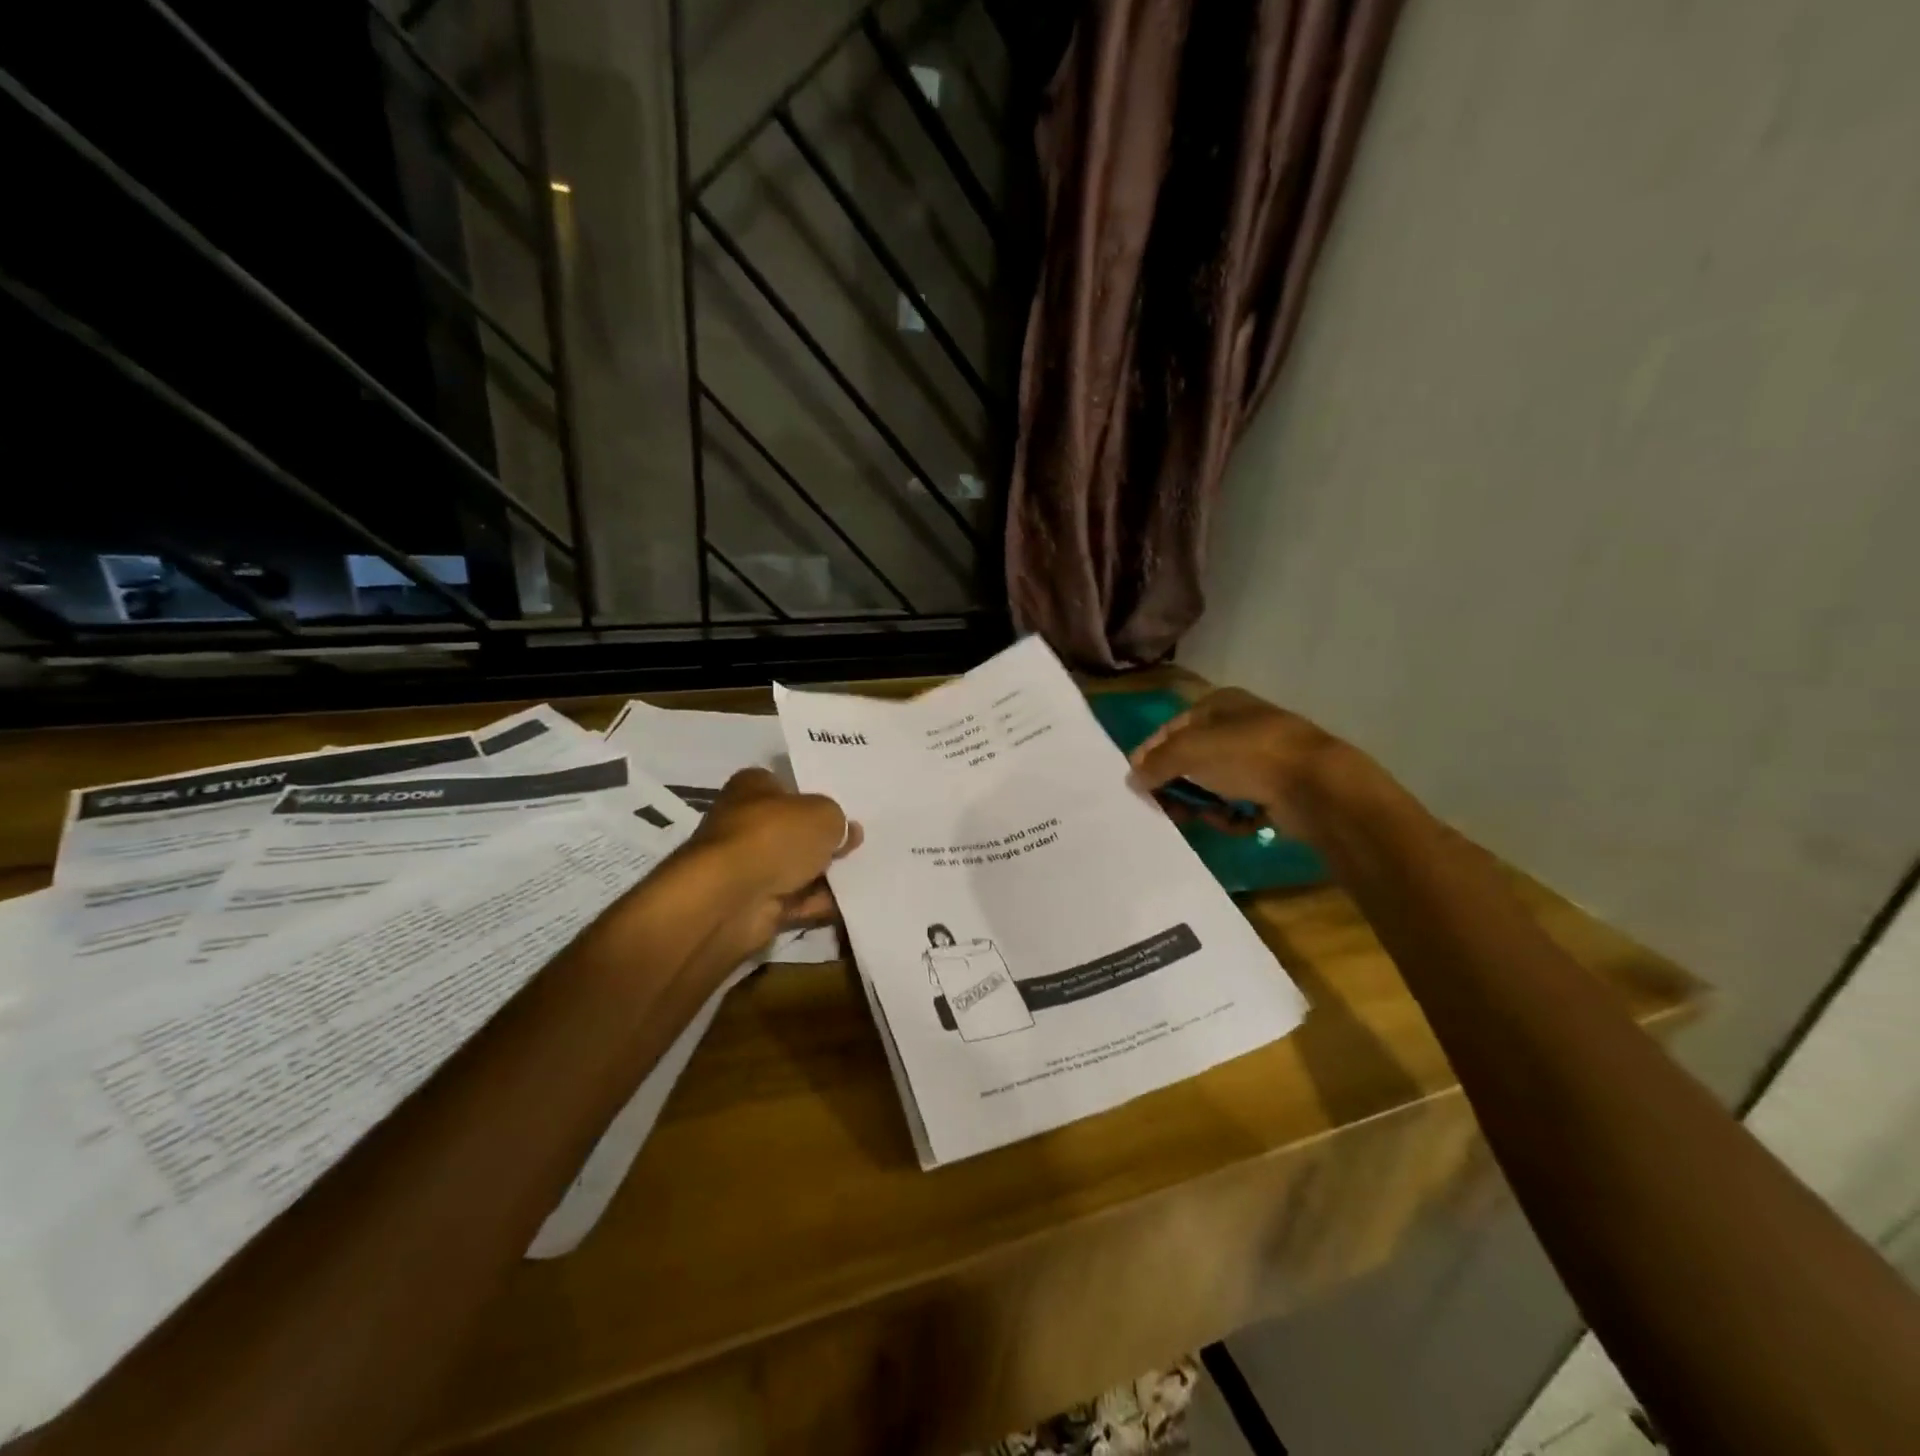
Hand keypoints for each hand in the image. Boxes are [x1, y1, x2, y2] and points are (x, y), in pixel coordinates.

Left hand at [680, 767, 861, 953]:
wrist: (731, 898)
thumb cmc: (774, 837)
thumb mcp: (823, 815)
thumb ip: (838, 821)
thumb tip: (845, 832)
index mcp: (752, 788)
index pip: (786, 787)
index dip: (814, 798)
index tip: (843, 813)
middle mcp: (744, 823)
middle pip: (793, 830)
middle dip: (823, 841)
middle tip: (857, 846)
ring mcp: (747, 866)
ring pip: (795, 867)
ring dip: (823, 874)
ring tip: (861, 875)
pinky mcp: (752, 903)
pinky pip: (794, 900)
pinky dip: (816, 902)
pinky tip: (846, 902)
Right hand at [1128, 687, 1367, 844]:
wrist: (1316, 786)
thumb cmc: (1247, 755)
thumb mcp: (1189, 752)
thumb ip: (1156, 764)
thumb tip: (1132, 779)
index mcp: (1219, 705)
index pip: (1172, 727)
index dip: (1150, 752)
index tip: (1135, 780)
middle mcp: (1239, 728)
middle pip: (1192, 759)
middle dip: (1175, 784)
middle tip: (1162, 807)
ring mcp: (1261, 760)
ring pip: (1214, 785)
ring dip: (1202, 803)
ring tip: (1198, 818)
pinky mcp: (1276, 790)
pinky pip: (1239, 804)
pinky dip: (1231, 816)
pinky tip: (1232, 821)